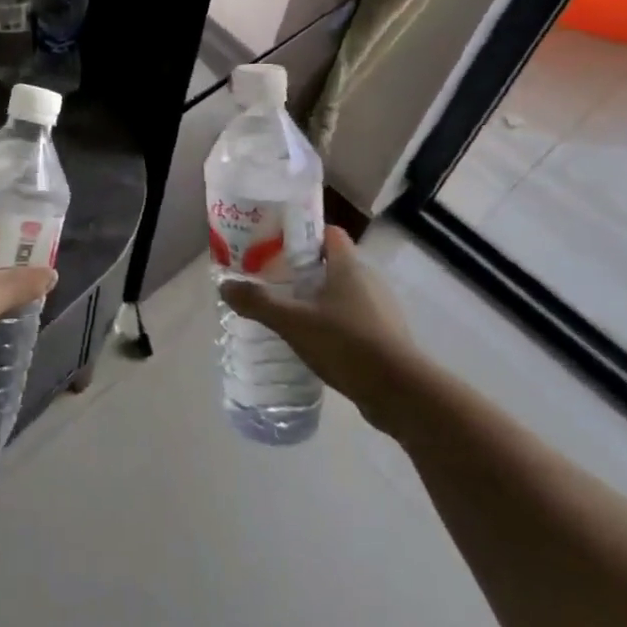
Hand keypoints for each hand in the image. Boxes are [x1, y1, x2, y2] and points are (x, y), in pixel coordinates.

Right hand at [219, 226, 423, 433]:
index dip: (304, 234)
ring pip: (344, 293)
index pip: (329, 233)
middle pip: (333, 263)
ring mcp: (381, 310)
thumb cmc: (347, 343)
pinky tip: (315, 342)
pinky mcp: (386, 338)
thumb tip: (224, 286)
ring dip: (319, 299)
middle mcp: (368, 281)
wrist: (401, 393)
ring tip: (289, 312)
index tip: (277, 244)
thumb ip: (259, 303)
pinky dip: (334, 324)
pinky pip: (354, 320)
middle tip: (274, 280)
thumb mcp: (294, 322)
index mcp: (348, 266)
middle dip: (305, 270)